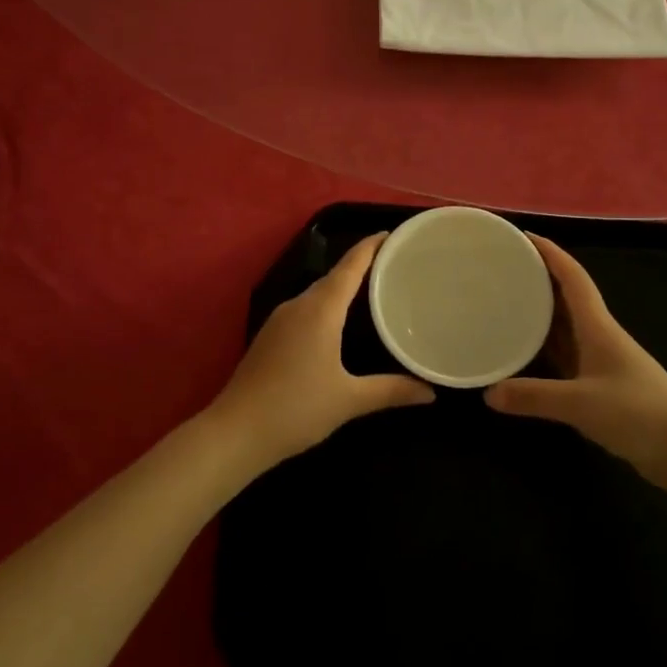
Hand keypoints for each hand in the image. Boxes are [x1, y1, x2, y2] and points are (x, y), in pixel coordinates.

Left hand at [208, 234, 433, 471]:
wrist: (235, 432)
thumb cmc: (297, 408)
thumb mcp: (350, 400)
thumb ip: (391, 391)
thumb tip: (430, 392)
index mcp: (320, 309)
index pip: (350, 266)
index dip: (370, 247)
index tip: (392, 234)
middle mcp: (298, 305)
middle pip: (334, 276)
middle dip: (361, 266)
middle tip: (393, 266)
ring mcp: (279, 320)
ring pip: (317, 293)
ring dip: (342, 287)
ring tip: (372, 291)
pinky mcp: (269, 336)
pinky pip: (305, 309)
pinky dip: (326, 306)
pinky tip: (338, 323)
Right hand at [484, 236, 666, 490]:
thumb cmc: (638, 413)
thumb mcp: (581, 404)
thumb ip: (534, 397)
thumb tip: (488, 393)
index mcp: (598, 326)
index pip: (573, 277)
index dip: (550, 253)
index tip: (523, 236)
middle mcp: (599, 335)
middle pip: (566, 297)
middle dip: (538, 278)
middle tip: (503, 269)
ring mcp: (602, 360)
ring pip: (565, 326)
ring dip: (540, 312)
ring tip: (505, 302)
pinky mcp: (602, 385)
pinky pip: (566, 355)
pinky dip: (545, 347)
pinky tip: (525, 351)